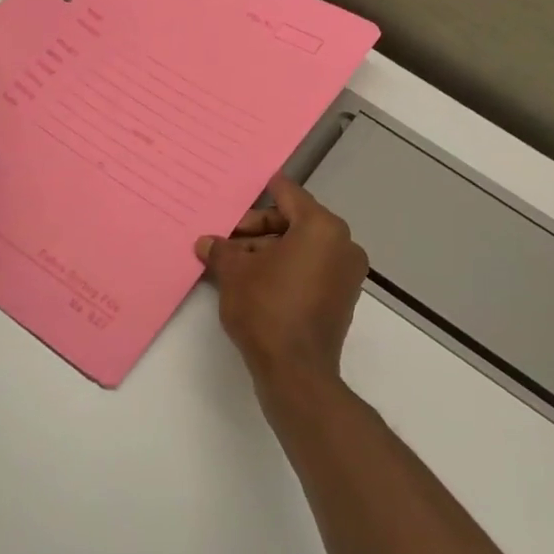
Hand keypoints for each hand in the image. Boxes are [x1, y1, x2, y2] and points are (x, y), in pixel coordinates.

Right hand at [196, 177, 369, 386]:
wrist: (296, 370)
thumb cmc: (265, 309)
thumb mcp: (234, 273)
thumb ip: (221, 250)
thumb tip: (207, 242)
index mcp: (322, 228)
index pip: (289, 196)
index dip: (266, 190)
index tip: (253, 184)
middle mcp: (342, 245)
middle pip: (295, 223)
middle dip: (258, 229)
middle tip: (227, 239)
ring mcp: (346, 274)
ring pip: (302, 249)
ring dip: (269, 251)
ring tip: (233, 262)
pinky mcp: (342, 299)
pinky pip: (310, 270)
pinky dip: (286, 269)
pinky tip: (253, 280)